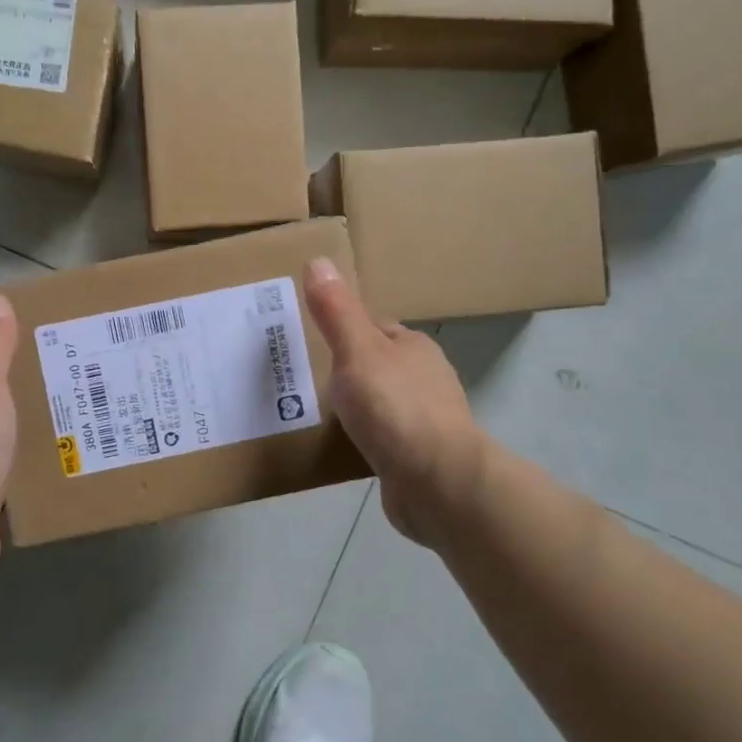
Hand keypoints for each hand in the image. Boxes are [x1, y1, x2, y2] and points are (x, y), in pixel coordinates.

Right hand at [304, 259, 485, 549]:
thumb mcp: (357, 351)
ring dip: (357, 406)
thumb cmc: (395, 408)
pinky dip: (366, 437)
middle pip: (378, 365)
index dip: (343, 330)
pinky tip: (345, 446)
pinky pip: (385, 437)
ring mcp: (426, 419)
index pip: (374, 328)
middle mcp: (425, 378)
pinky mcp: (420, 456)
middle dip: (347, 370)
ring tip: (316, 413)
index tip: (309, 339)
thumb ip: (336, 311)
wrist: (437, 482)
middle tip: (303, 378)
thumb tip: (318, 260)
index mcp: (413, 346)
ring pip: (382, 402)